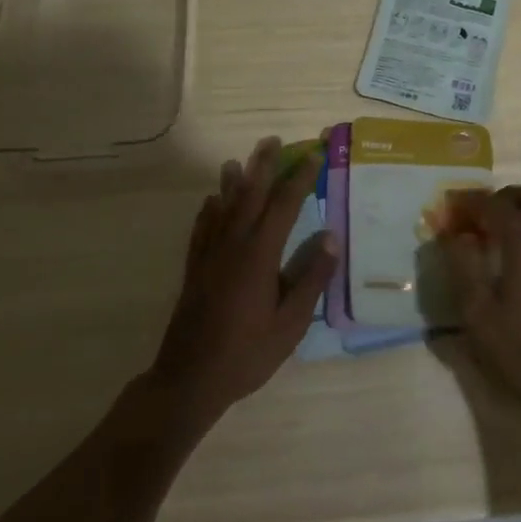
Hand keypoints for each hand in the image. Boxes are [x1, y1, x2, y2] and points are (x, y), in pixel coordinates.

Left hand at [148, 138, 334, 426]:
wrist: (189, 380)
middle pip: (250, 195)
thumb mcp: (290, 323)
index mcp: (259, 255)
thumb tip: (331, 237)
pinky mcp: (194, 270)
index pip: (284, 206)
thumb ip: (311, 279)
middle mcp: (233, 245)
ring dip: (233, 182)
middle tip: (273, 141)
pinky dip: (208, 211)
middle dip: (263, 166)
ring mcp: (209, 256)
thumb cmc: (247, 354)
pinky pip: (201, 229)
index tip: (314, 155)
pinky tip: (211, 202)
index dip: (300, 178)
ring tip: (238, 161)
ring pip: (223, 208)